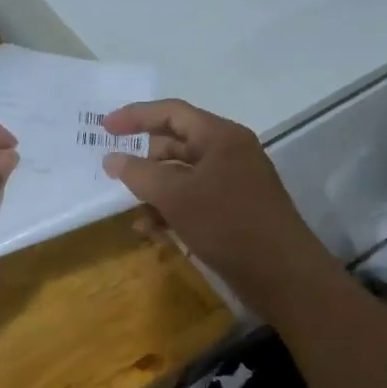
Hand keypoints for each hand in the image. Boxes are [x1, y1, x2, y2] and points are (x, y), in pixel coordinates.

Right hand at [101, 99, 333, 318]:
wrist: (282, 275)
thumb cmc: (228, 224)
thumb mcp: (176, 197)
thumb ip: (139, 174)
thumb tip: (112, 159)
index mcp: (220, 136)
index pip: (172, 112)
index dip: (135, 116)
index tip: (104, 128)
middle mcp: (229, 153)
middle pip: (178, 142)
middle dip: (145, 155)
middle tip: (114, 168)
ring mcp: (234, 182)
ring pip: (184, 174)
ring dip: (155, 187)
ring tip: (129, 205)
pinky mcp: (234, 211)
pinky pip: (195, 199)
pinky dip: (171, 209)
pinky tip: (150, 229)